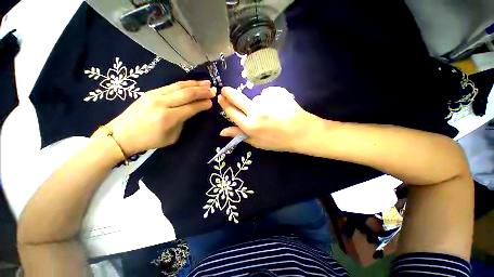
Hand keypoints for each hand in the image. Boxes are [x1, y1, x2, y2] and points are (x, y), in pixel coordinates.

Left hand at [104, 80, 215, 154]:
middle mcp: (162, 103)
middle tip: (213, 90)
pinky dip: (184, 83)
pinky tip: (191, 83)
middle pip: (187, 93)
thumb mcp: (171, 137)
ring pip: (179, 86)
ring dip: (195, 84)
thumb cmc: (149, 140)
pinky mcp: (150, 92)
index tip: (212, 102)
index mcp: (168, 118)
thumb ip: (183, 122)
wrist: (121, 135)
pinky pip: (171, 85)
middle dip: (202, 91)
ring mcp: (155, 95)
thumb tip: (191, 111)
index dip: (203, 104)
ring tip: (206, 83)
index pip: (191, 107)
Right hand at [218, 86, 319, 151]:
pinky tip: (278, 106)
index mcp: (250, 126)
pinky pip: (268, 94)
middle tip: (226, 90)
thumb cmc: (278, 141)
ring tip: (270, 111)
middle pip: (237, 98)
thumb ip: (239, 135)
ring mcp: (267, 100)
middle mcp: (256, 111)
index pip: (231, 112)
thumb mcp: (257, 142)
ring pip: (255, 97)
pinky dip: (270, 99)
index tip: (221, 97)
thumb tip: (222, 131)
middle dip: (228, 93)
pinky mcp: (277, 92)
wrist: (301, 132)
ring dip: (258, 102)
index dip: (224, 104)